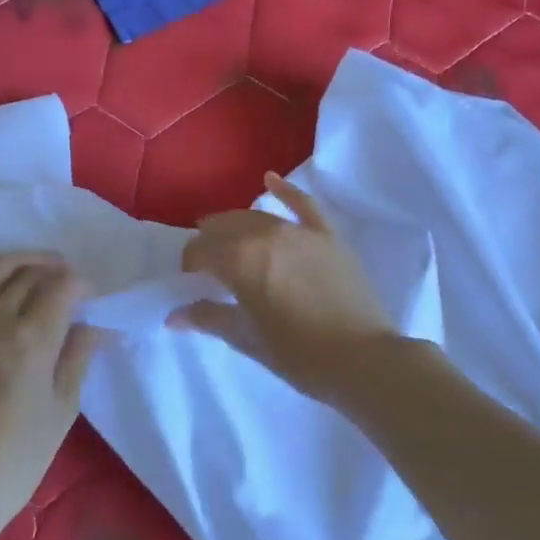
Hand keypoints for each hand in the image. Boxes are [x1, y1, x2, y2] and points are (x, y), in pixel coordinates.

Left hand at [0, 252, 106, 532]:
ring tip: (37, 271)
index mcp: (29, 340)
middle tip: (71, 287)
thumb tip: (96, 325)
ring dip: (19, 261)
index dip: (83, 287)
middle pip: (28, 271)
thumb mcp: (62, 408)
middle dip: (56, 271)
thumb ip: (78, 356)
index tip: (92, 302)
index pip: (63, 286)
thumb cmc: (17, 457)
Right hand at [174, 173, 394, 400]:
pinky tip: (269, 179)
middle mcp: (267, 236)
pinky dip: (285, 190)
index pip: (202, 252)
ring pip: (258, 217)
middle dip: (209, 243)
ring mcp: (301, 232)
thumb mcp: (249, 339)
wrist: (363, 359)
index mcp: (241, 261)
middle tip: (206, 264)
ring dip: (236, 224)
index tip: (189, 280)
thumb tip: (175, 315)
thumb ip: (211, 318)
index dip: (190, 264)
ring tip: (227, 235)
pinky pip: (304, 204)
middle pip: (226, 229)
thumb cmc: (299, 356)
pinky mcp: (329, 236)